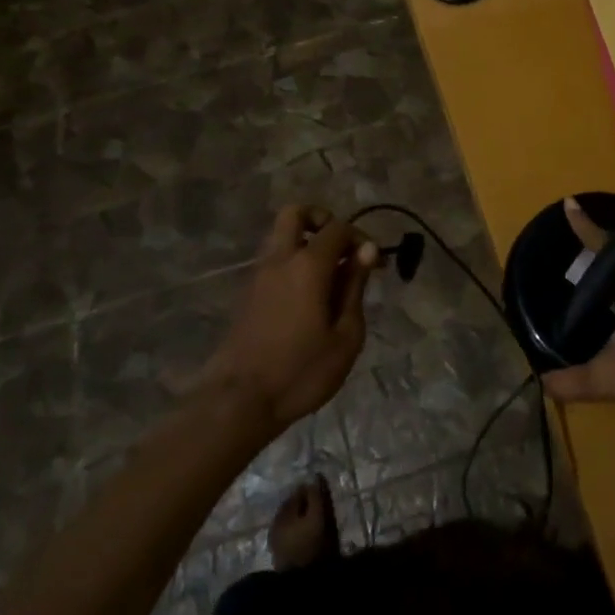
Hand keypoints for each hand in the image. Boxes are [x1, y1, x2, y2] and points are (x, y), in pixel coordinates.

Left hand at [197, 206, 378, 435]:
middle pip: (295, 213)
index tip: (375, 265)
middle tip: (341, 249)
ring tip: (328, 278)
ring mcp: (259, 275)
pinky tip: (308, 298)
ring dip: (305, 242)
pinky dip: (292, 263)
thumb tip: (366, 252)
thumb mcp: (345, 336)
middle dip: (321, 220)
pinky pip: (273, 261)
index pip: (337, 228)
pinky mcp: (248, 294)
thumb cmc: (301, 371)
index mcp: (308, 265)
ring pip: (280, 236)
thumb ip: (355, 288)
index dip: (361, 238)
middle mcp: (280, 260)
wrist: (239, 401)